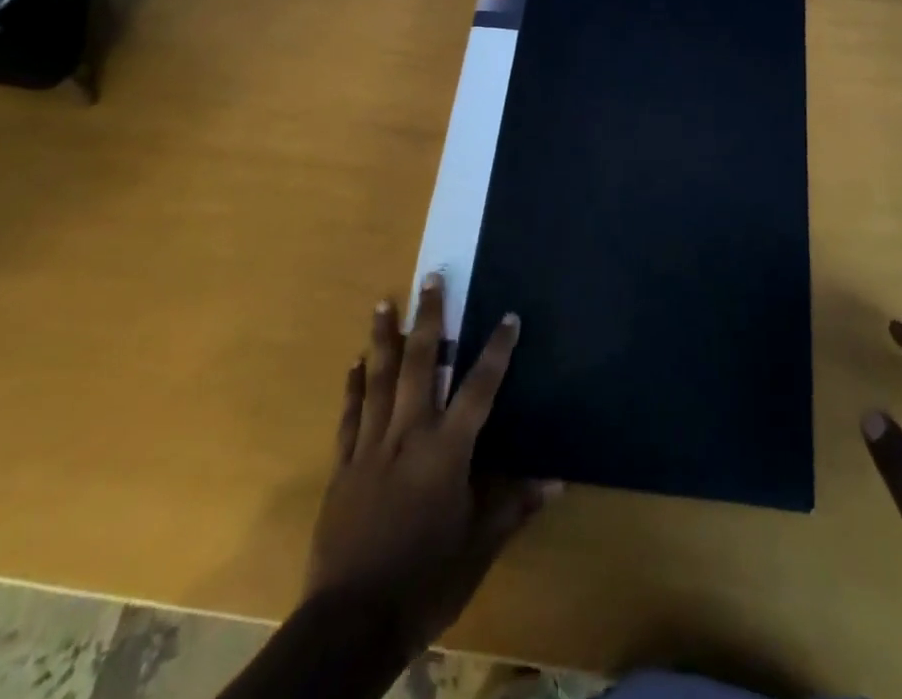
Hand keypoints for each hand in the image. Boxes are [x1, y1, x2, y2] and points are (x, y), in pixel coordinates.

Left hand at [304, 275, 558, 654]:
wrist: (352, 623)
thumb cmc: (426, 581)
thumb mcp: (479, 547)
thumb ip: (514, 506)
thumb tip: (557, 480)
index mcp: (447, 451)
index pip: (479, 388)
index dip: (496, 350)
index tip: (508, 315)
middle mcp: (409, 435)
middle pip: (419, 364)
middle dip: (429, 319)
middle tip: (430, 278)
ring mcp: (372, 447)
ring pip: (378, 379)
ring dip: (383, 338)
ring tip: (384, 302)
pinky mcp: (343, 467)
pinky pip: (350, 416)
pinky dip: (353, 386)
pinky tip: (355, 361)